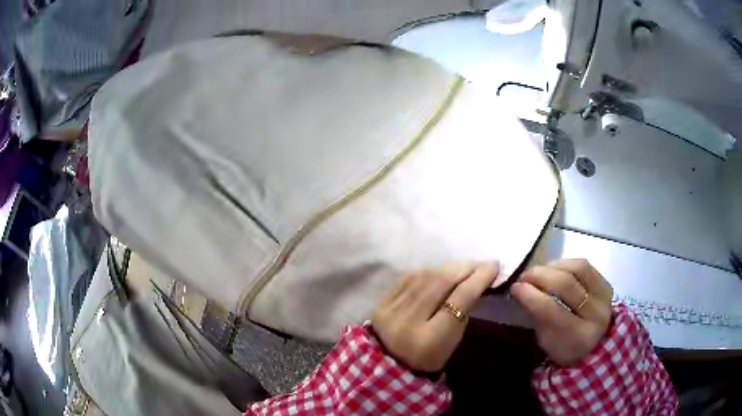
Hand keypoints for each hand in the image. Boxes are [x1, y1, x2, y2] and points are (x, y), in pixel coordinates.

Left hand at [372, 261, 499, 371]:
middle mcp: (408, 321)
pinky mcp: (381, 302)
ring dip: (448, 267)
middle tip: (481, 262)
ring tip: (464, 265)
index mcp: (430, 340)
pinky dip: (429, 271)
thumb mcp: (452, 342)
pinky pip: (409, 277)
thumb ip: (462, 312)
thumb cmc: (429, 358)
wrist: (389, 365)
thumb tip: (474, 280)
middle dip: (465, 268)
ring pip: (425, 277)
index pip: (459, 300)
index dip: (479, 279)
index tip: (493, 266)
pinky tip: (441, 270)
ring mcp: (391, 310)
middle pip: (441, 283)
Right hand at [511, 259, 612, 366]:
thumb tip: (520, 288)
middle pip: (566, 284)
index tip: (515, 287)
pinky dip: (566, 263)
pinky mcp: (607, 284)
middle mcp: (596, 315)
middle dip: (540, 276)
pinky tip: (555, 269)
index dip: (530, 295)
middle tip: (524, 276)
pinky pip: (585, 265)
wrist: (594, 346)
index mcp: (578, 338)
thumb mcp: (546, 340)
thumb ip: (536, 315)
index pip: (551, 310)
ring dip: (553, 266)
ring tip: (540, 271)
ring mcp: (604, 298)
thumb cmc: (563, 346)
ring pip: (578, 269)